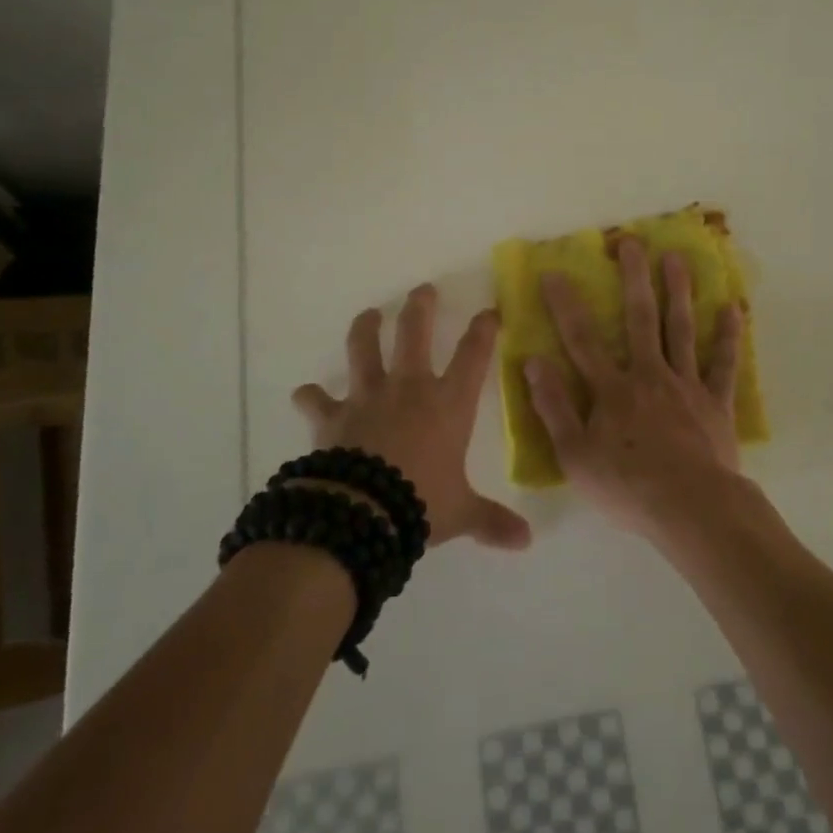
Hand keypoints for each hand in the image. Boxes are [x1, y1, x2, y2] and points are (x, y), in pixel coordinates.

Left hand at [292, 285, 531, 550]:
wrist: (362, 513)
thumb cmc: (421, 504)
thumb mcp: (461, 513)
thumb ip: (492, 522)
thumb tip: (527, 542)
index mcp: (448, 403)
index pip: (473, 355)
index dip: (484, 329)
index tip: (490, 310)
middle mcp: (409, 388)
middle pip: (415, 333)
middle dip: (421, 307)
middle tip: (423, 290)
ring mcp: (368, 397)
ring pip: (364, 349)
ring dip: (366, 328)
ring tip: (369, 314)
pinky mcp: (333, 416)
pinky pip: (317, 400)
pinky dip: (311, 396)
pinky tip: (305, 393)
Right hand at [526, 238, 747, 542]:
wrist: (690, 509)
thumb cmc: (626, 487)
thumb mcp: (574, 455)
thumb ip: (553, 407)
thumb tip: (533, 362)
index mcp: (612, 389)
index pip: (581, 339)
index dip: (565, 305)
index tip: (554, 272)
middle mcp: (649, 375)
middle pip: (640, 319)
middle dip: (634, 278)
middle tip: (631, 242)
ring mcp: (686, 385)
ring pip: (682, 329)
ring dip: (678, 291)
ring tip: (677, 258)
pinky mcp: (716, 403)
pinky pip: (723, 364)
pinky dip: (729, 336)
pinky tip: (734, 308)